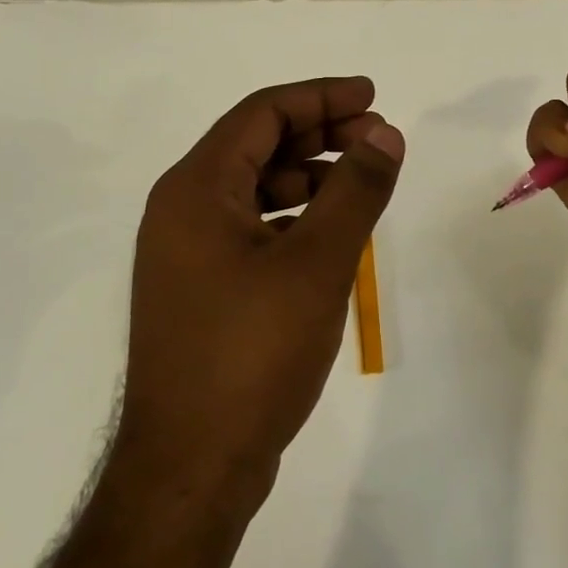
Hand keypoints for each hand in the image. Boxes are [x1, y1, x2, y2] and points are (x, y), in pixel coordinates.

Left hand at [120, 77, 404, 497]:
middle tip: (378, 140)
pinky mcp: (201, 288)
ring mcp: (187, 252)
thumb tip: (386, 134)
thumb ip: (355, 190)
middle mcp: (182, 209)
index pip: (262, 113)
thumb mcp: (317, 263)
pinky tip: (331, 232)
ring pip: (256, 187)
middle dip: (321, 134)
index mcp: (196, 189)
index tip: (373, 97)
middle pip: (257, 144)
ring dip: (310, 175)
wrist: (191, 470)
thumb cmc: (251, 354)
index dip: (321, 97)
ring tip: (363, 184)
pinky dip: (295, 216)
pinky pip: (252, 226)